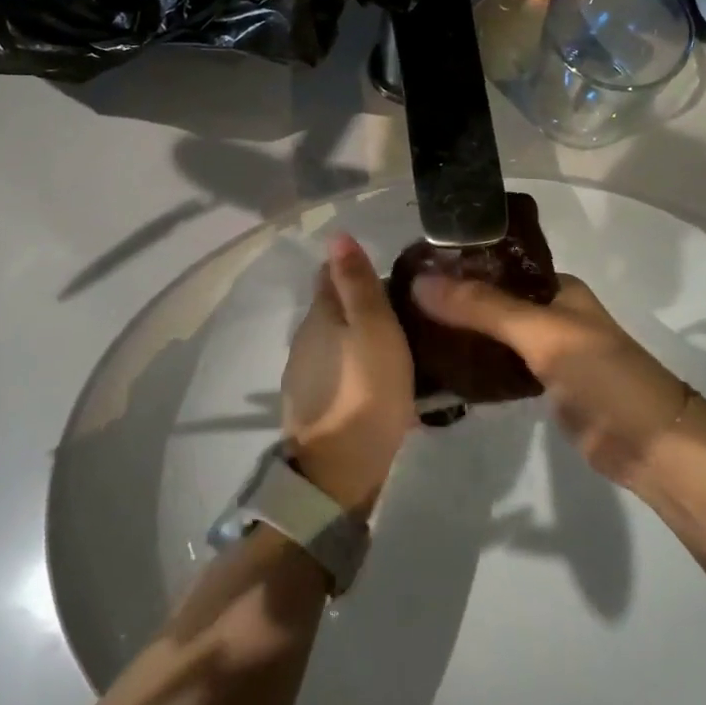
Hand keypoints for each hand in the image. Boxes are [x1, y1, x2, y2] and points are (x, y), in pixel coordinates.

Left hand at [280, 234, 416, 514]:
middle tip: (402, 310)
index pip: (329, 274)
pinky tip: (376, 378)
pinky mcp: (311, 403)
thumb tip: (337, 235)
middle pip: (331, 307)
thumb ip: (357, 283)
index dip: (354, 269)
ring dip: (357, 336)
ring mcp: (303, 372)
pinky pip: (335, 369)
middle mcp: (304, 337)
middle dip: (359, 303)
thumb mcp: (374, 328)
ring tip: (395, 344)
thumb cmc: (366, 389)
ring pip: (333, 339)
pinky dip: (353, 365)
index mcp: (319, 314)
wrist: (338, 469)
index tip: (387, 275)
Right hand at [410, 272, 688, 486]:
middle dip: (451, 302)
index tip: (409, 271)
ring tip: (407, 331)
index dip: (457, 266)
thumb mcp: (541, 332)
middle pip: (490, 301)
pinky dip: (471, 366)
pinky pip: (496, 368)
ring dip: (458, 334)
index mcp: (555, 287)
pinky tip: (436, 367)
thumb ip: (483, 308)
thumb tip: (420, 282)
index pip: (496, 265)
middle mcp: (548, 313)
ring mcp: (544, 352)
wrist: (652, 446)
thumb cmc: (602, 375)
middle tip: (399, 305)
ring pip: (491, 335)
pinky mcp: (539, 387)